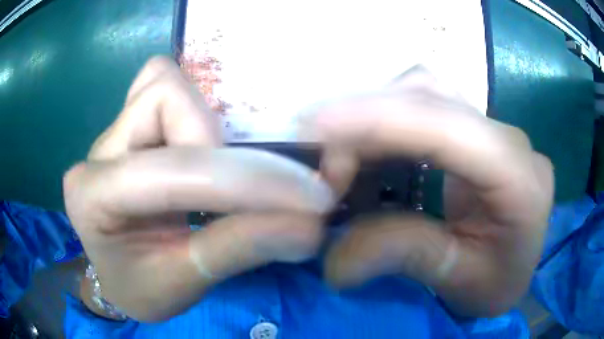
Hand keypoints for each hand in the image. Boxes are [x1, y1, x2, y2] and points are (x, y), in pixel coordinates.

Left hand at [63, 57, 334, 321]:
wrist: (119, 275)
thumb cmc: (141, 286)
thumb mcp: (184, 283)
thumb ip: (238, 250)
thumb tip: (309, 227)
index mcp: (92, 197)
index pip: (171, 170)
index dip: (245, 181)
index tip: (310, 201)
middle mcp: (98, 152)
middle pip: (165, 99)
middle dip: (215, 143)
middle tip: (233, 191)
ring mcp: (112, 130)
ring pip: (164, 83)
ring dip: (204, 122)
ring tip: (211, 170)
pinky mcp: (129, 123)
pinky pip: (162, 86)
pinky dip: (193, 107)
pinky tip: (199, 147)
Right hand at [303, 66, 553, 316]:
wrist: (515, 269)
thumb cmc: (496, 283)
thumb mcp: (456, 280)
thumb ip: (403, 255)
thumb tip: (332, 256)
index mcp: (521, 180)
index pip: (451, 127)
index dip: (383, 118)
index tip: (316, 125)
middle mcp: (510, 140)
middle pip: (433, 98)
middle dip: (366, 119)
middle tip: (323, 163)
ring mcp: (493, 129)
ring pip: (425, 93)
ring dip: (374, 117)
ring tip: (340, 158)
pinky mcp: (476, 131)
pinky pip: (425, 107)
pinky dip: (387, 123)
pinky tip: (367, 152)